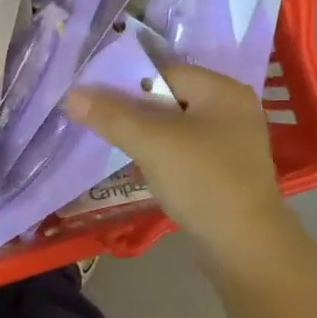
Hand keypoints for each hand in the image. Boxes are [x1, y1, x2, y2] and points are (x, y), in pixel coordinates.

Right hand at [64, 63, 291, 264]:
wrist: (244, 245)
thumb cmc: (201, 181)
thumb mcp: (151, 143)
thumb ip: (111, 116)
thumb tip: (72, 95)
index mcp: (224, 91)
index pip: (166, 72)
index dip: (128, 84)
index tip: (96, 102)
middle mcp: (233, 110)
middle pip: (171, 99)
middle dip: (135, 113)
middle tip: (101, 126)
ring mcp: (233, 144)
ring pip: (177, 129)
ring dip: (147, 138)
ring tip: (118, 150)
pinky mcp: (227, 173)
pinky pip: (187, 154)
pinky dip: (164, 158)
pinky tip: (145, 172)